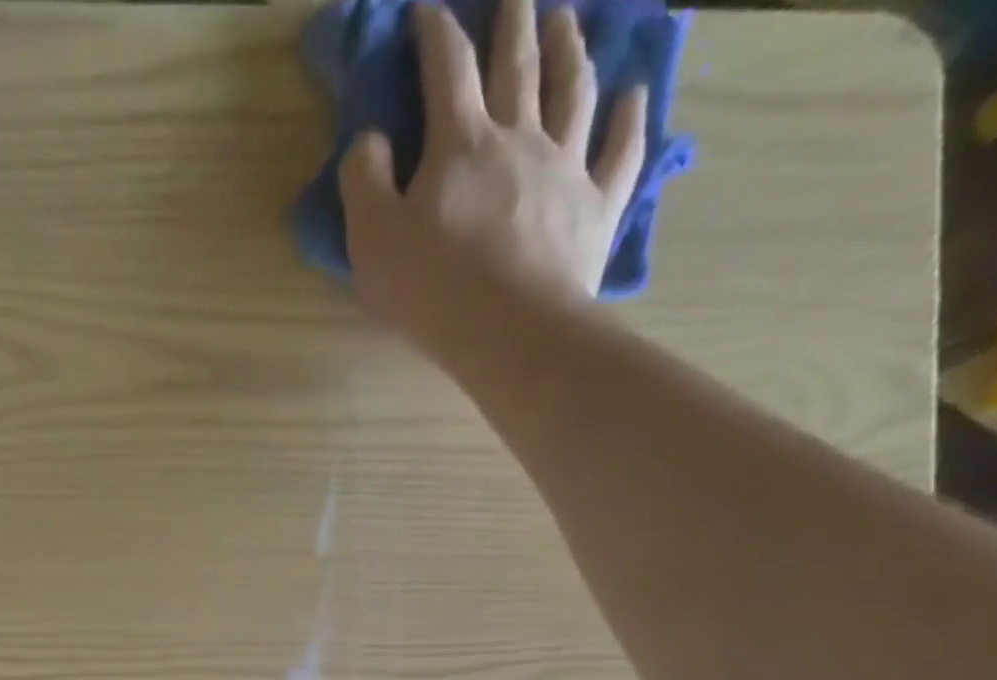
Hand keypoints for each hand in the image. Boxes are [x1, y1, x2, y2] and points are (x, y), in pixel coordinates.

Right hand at [339, 0, 647, 366]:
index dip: (436, 32)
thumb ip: (364, 182)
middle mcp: (520, 138)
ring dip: (572, 50)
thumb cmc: (432, 288)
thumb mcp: (372, 240)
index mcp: (461, 145)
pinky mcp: (596, 207)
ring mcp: (566, 168)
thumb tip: (369, 139)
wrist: (510, 330)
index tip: (427, 10)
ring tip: (569, 21)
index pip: (448, 69)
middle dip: (514, 21)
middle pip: (519, 65)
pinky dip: (629, 119)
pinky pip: (621, 151)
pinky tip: (632, 95)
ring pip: (574, 91)